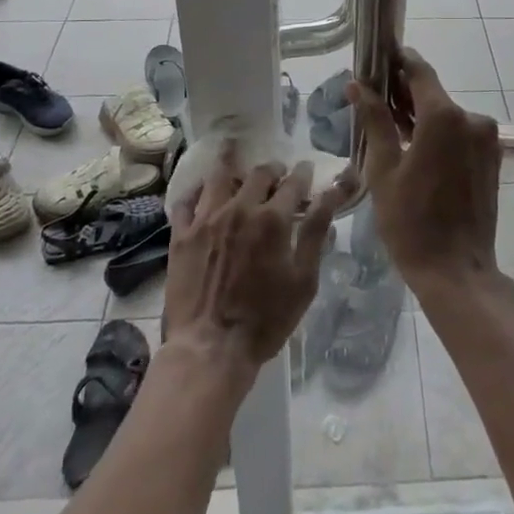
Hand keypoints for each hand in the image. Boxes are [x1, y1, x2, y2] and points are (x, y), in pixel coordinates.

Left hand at [163, 142, 353, 385]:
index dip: (303, 173)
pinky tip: (203, 192)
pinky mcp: (181, 235)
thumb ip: (317, 231)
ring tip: (237, 163)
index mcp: (273, 218)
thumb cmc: (266, 320)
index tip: (306, 171)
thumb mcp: (304, 280)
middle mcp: (239, 208)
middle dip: (273, 170)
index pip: (294, 181)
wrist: (209, 349)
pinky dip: (198, 191)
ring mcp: (206, 219)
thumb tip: (333, 193)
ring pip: (220, 177)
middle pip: (259, 173)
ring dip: (233, 167)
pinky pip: (187, 201)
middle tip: (277, 175)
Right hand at [349, 49, 503, 288]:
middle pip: (433, 94)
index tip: (380, 55)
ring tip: (391, 128)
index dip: (399, 60)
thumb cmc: (411, 222)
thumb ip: (375, 121)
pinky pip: (461, 134)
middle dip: (405, 93)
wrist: (457, 271)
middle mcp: (471, 118)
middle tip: (375, 98)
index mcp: (444, 116)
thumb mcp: (383, 169)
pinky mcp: (492, 158)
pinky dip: (440, 135)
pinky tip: (417, 150)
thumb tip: (358, 85)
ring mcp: (486, 139)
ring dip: (422, 116)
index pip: (419, 71)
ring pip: (447, 115)